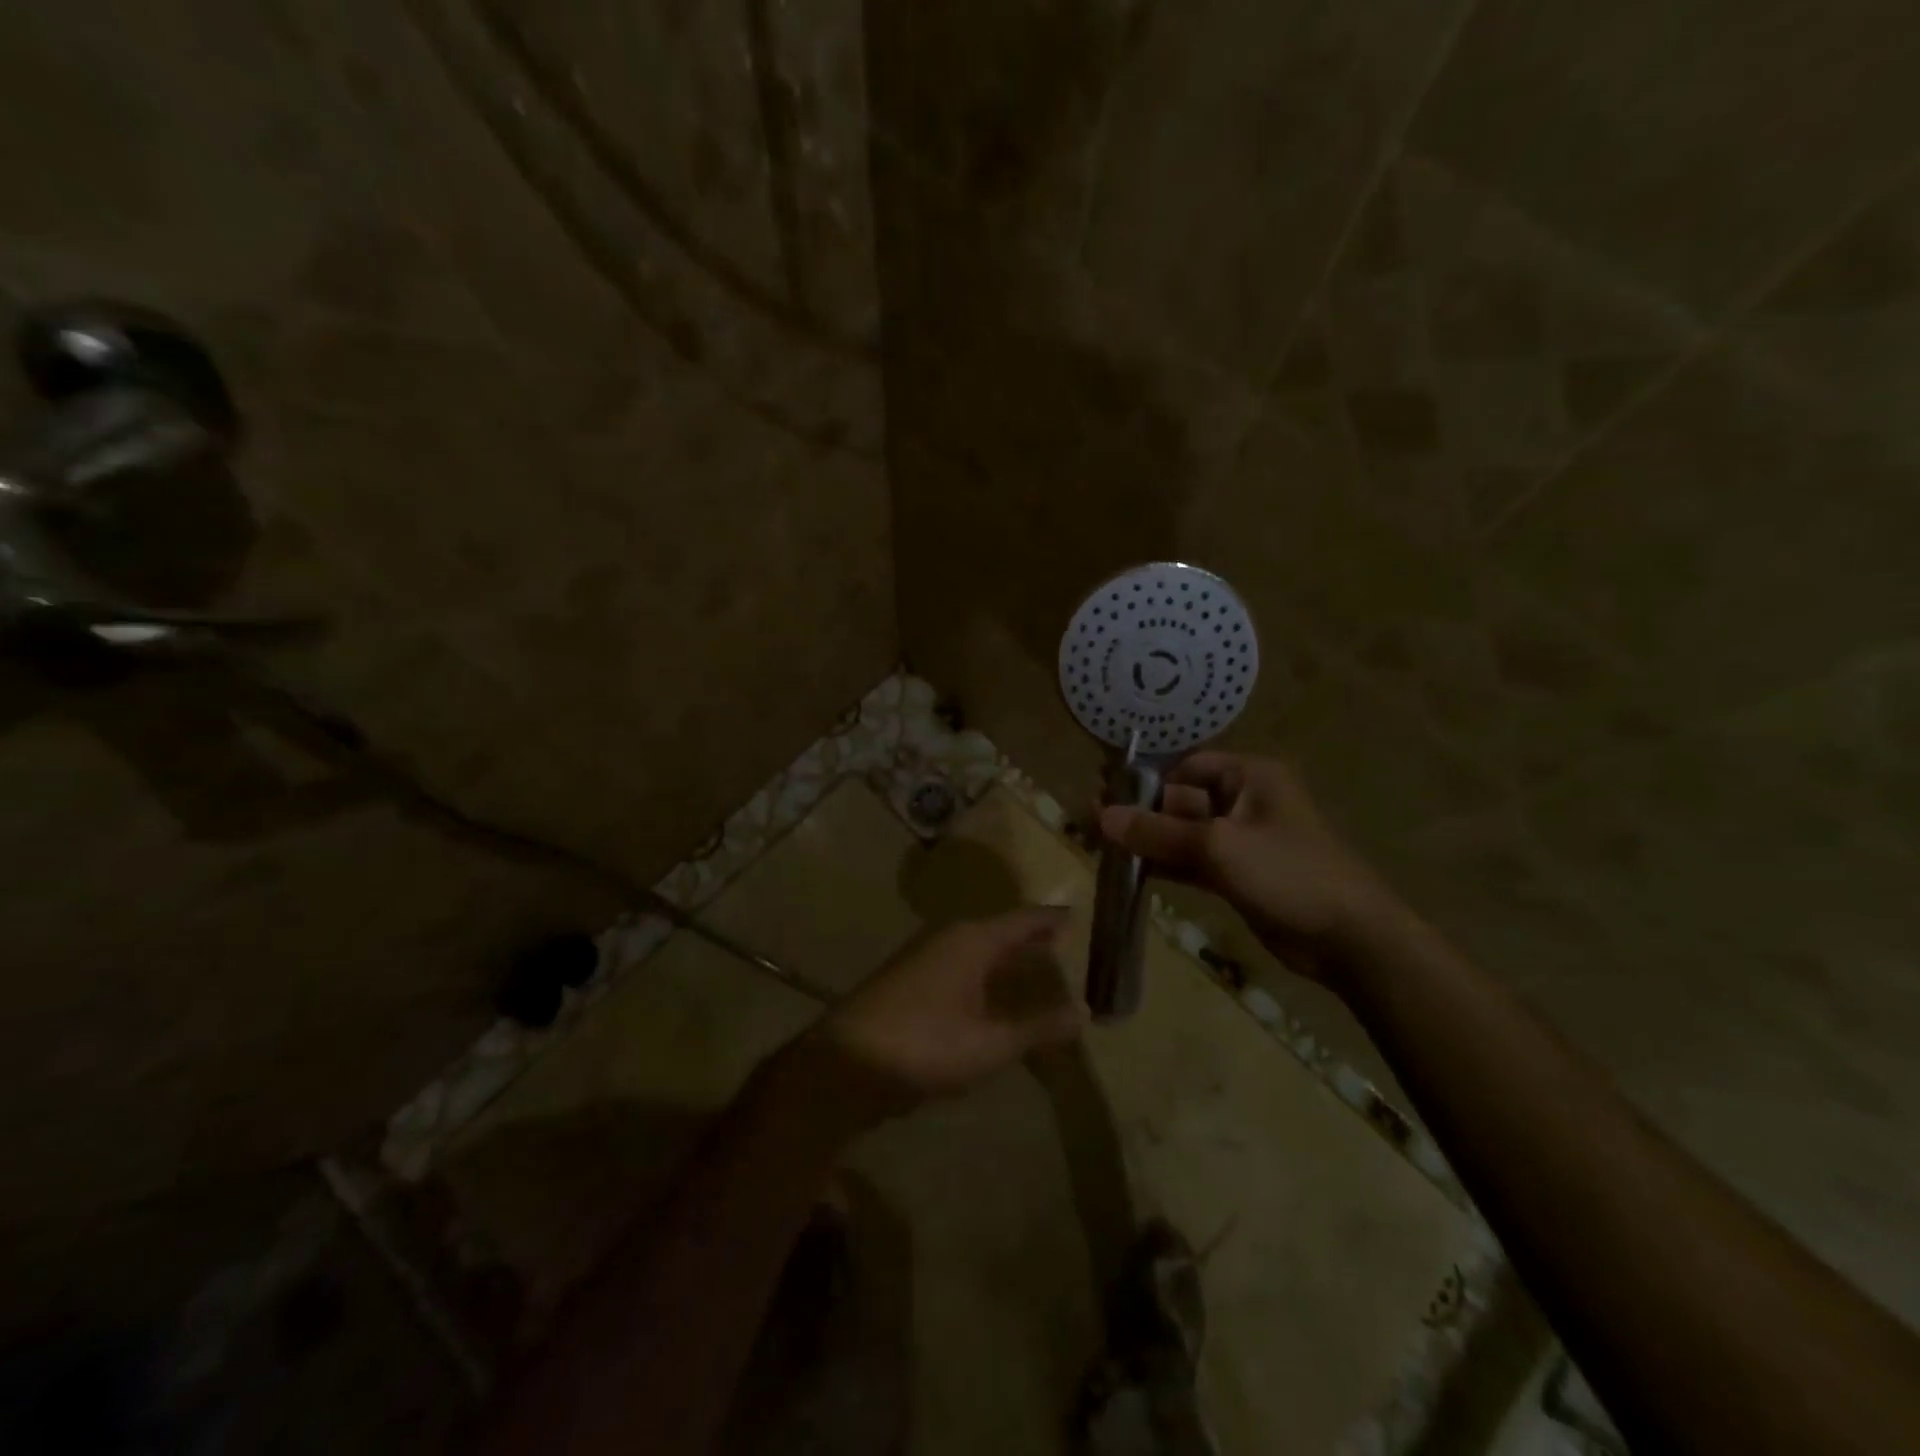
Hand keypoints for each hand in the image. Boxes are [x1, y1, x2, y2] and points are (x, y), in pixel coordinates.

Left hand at [782, 907, 1087, 1126]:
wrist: (844, 1063)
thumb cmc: (923, 1044)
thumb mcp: (990, 1043)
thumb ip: (1038, 1027)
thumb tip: (1084, 1010)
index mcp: (972, 939)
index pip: (1024, 919)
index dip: (1053, 919)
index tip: (1080, 916)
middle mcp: (949, 939)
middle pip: (1001, 932)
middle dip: (1032, 939)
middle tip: (1068, 945)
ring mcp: (926, 960)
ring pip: (980, 952)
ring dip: (1008, 961)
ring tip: (1039, 971)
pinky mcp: (912, 984)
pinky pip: (963, 971)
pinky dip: (987, 979)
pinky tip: (996, 1001)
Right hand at [1098, 752, 1394, 988]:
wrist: (1348, 938)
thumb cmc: (1288, 873)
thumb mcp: (1218, 846)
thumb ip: (1158, 831)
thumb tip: (1102, 816)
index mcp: (1249, 777)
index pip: (1187, 766)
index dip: (1148, 780)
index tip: (1107, 796)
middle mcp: (1244, 801)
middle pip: (1181, 800)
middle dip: (1142, 813)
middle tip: (1094, 825)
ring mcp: (1241, 841)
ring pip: (1184, 833)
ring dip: (1150, 841)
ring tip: (1103, 848)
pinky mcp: (1238, 875)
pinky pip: (1193, 861)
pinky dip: (1166, 865)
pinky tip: (1132, 872)